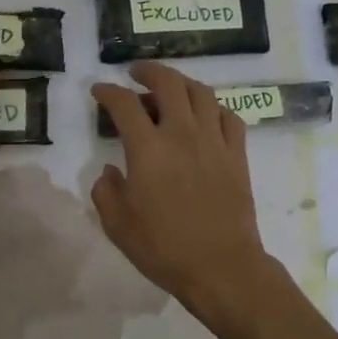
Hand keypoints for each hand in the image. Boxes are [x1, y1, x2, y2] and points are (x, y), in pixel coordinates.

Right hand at [91, 62, 274, 323]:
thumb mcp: (117, 225)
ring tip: (170, 88)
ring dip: (182, 83)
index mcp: (147, 149)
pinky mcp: (237, 155)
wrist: (220, 267)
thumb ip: (106, 191)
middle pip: (168, 83)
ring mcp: (214, 141)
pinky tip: (205, 115)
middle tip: (136, 74)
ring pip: (201, 93)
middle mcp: (182, 134)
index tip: (99, 91)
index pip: (124, 105)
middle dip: (148, 71)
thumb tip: (110, 172)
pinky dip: (213, 108)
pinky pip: (229, 116)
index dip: (108, 92)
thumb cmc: (163, 248)